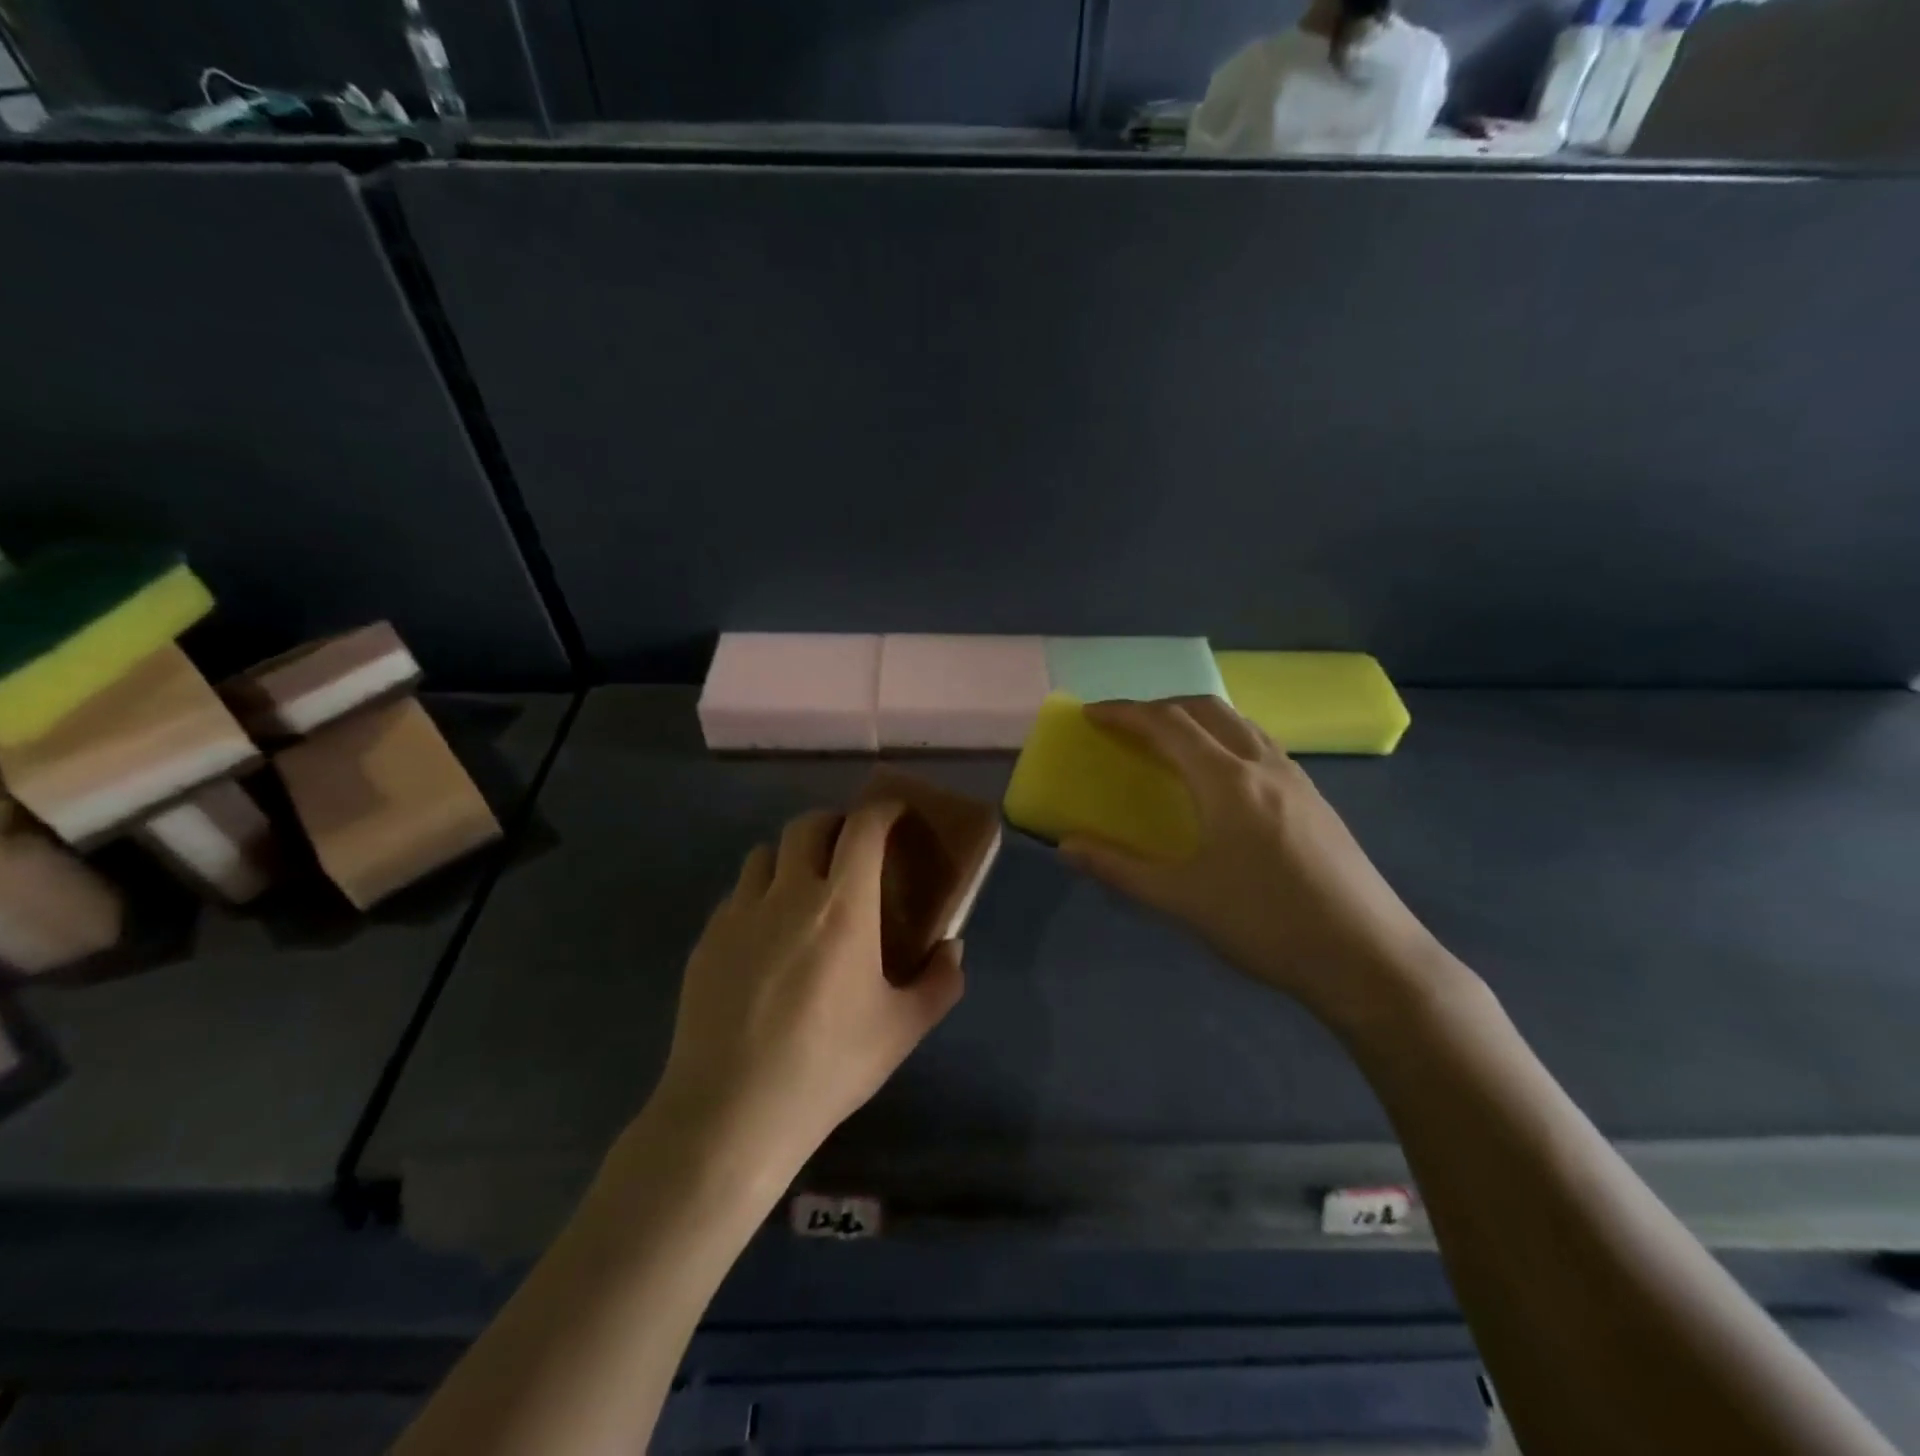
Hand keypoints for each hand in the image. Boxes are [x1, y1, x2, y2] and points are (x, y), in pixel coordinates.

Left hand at [650, 802, 965, 1175]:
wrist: (731, 1112)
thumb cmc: (828, 1066)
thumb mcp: (902, 1030)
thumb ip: (939, 982)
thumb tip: (951, 949)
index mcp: (843, 907)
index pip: (863, 827)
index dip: (883, 810)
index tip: (895, 814)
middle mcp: (789, 893)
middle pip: (808, 825)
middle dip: (835, 824)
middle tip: (851, 852)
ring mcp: (740, 913)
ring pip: (766, 853)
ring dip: (793, 857)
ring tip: (805, 890)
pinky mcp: (707, 939)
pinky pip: (738, 894)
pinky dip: (760, 895)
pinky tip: (766, 937)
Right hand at [1060, 698, 1447, 1028]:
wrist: (1370, 960)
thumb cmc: (1267, 925)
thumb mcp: (1183, 901)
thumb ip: (1120, 869)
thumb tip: (1065, 847)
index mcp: (1227, 781)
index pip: (1167, 724)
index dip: (1125, 713)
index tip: (1091, 714)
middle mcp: (1263, 765)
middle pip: (1206, 709)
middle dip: (1160, 707)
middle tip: (1127, 727)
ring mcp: (1297, 779)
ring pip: (1240, 723)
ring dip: (1197, 719)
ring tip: (1169, 743)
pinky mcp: (1316, 799)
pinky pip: (1261, 745)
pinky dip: (1227, 739)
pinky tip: (1222, 778)